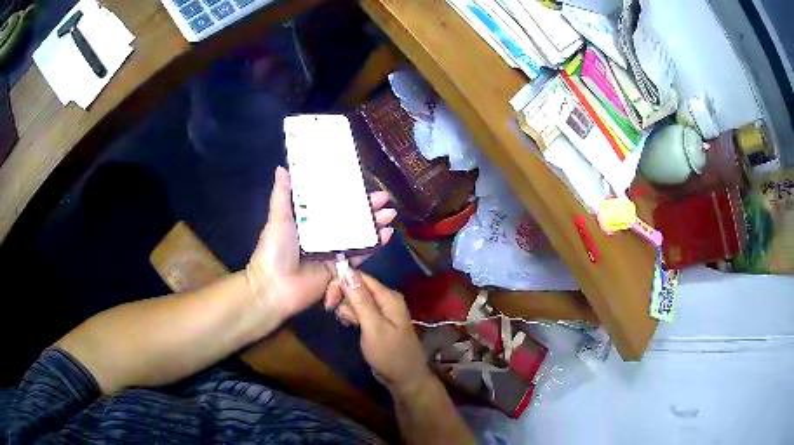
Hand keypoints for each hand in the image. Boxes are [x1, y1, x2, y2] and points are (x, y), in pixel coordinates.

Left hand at [246, 166, 396, 319]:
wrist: (274, 287)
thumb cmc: (275, 250)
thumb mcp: (278, 219)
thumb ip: (282, 195)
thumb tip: (281, 168)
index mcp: (307, 221)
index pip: (332, 203)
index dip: (348, 193)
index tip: (363, 183)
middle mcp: (322, 234)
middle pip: (349, 218)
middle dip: (367, 208)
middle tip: (384, 198)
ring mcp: (333, 252)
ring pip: (358, 234)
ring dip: (375, 224)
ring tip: (390, 213)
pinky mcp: (340, 269)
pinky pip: (360, 255)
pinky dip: (374, 245)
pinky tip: (387, 234)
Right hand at [330, 270, 433, 394]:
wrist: (405, 378)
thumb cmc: (389, 354)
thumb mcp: (373, 327)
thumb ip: (360, 300)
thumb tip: (347, 271)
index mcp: (388, 296)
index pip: (359, 277)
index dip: (341, 284)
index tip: (328, 301)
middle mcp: (386, 299)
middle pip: (357, 286)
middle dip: (343, 298)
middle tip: (340, 318)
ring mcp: (382, 310)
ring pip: (356, 299)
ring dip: (347, 309)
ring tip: (348, 324)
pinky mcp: (377, 321)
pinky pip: (360, 310)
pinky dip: (352, 316)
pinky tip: (350, 325)